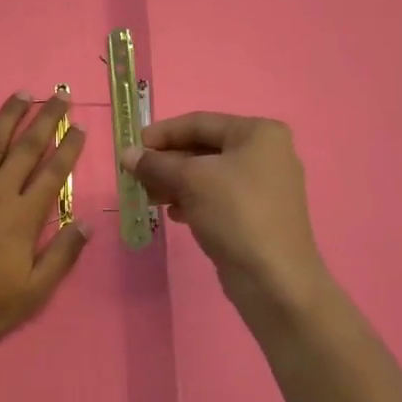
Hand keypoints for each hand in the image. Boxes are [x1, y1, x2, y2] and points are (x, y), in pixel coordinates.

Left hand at [0, 91, 91, 348]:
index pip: (53, 172)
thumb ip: (63, 255)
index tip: (80, 127)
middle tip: (60, 96)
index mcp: (24, 216)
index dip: (69, 148)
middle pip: (26, 148)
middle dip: (46, 119)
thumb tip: (88, 224)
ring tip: (23, 94)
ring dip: (8, 116)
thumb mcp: (35, 291)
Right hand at [122, 112, 330, 324]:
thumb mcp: (190, 181)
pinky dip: (193, 201)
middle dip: (167, 162)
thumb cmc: (235, 214)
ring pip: (209, 175)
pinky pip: (218, 198)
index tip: (133, 148)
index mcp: (259, 133)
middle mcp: (266, 153)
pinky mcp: (258, 215)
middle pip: (204, 148)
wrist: (274, 279)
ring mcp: (265, 186)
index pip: (199, 122)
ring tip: (150, 198)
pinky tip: (174, 214)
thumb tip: (127, 155)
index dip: (162, 133)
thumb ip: (156, 164)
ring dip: (176, 183)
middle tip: (136, 177)